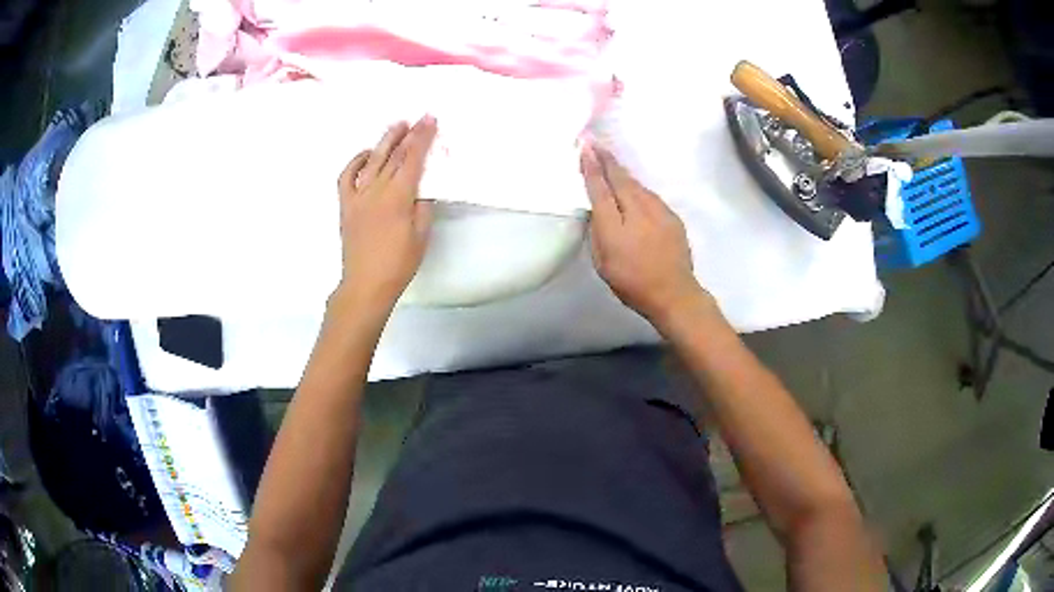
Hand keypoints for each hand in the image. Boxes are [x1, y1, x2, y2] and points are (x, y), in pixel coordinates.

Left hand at [334, 116, 436, 312]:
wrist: (365, 284)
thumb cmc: (398, 263)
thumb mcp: (421, 236)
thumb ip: (422, 207)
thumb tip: (421, 187)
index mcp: (398, 198)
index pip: (413, 160)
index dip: (423, 139)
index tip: (430, 121)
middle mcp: (376, 190)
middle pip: (394, 156)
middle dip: (408, 135)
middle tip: (419, 118)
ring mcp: (357, 196)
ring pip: (372, 161)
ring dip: (385, 141)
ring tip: (396, 126)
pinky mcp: (346, 205)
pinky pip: (347, 176)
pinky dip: (356, 161)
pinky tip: (367, 154)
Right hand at [581, 145, 709, 324]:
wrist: (674, 293)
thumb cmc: (632, 282)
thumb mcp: (603, 261)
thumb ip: (598, 231)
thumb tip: (597, 207)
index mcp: (615, 225)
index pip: (599, 188)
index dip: (591, 166)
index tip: (585, 146)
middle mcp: (637, 211)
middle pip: (619, 178)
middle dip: (606, 159)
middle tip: (595, 142)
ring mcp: (658, 211)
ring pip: (636, 184)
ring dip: (622, 171)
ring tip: (610, 161)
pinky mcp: (671, 215)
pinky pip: (649, 195)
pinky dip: (637, 188)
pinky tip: (633, 189)